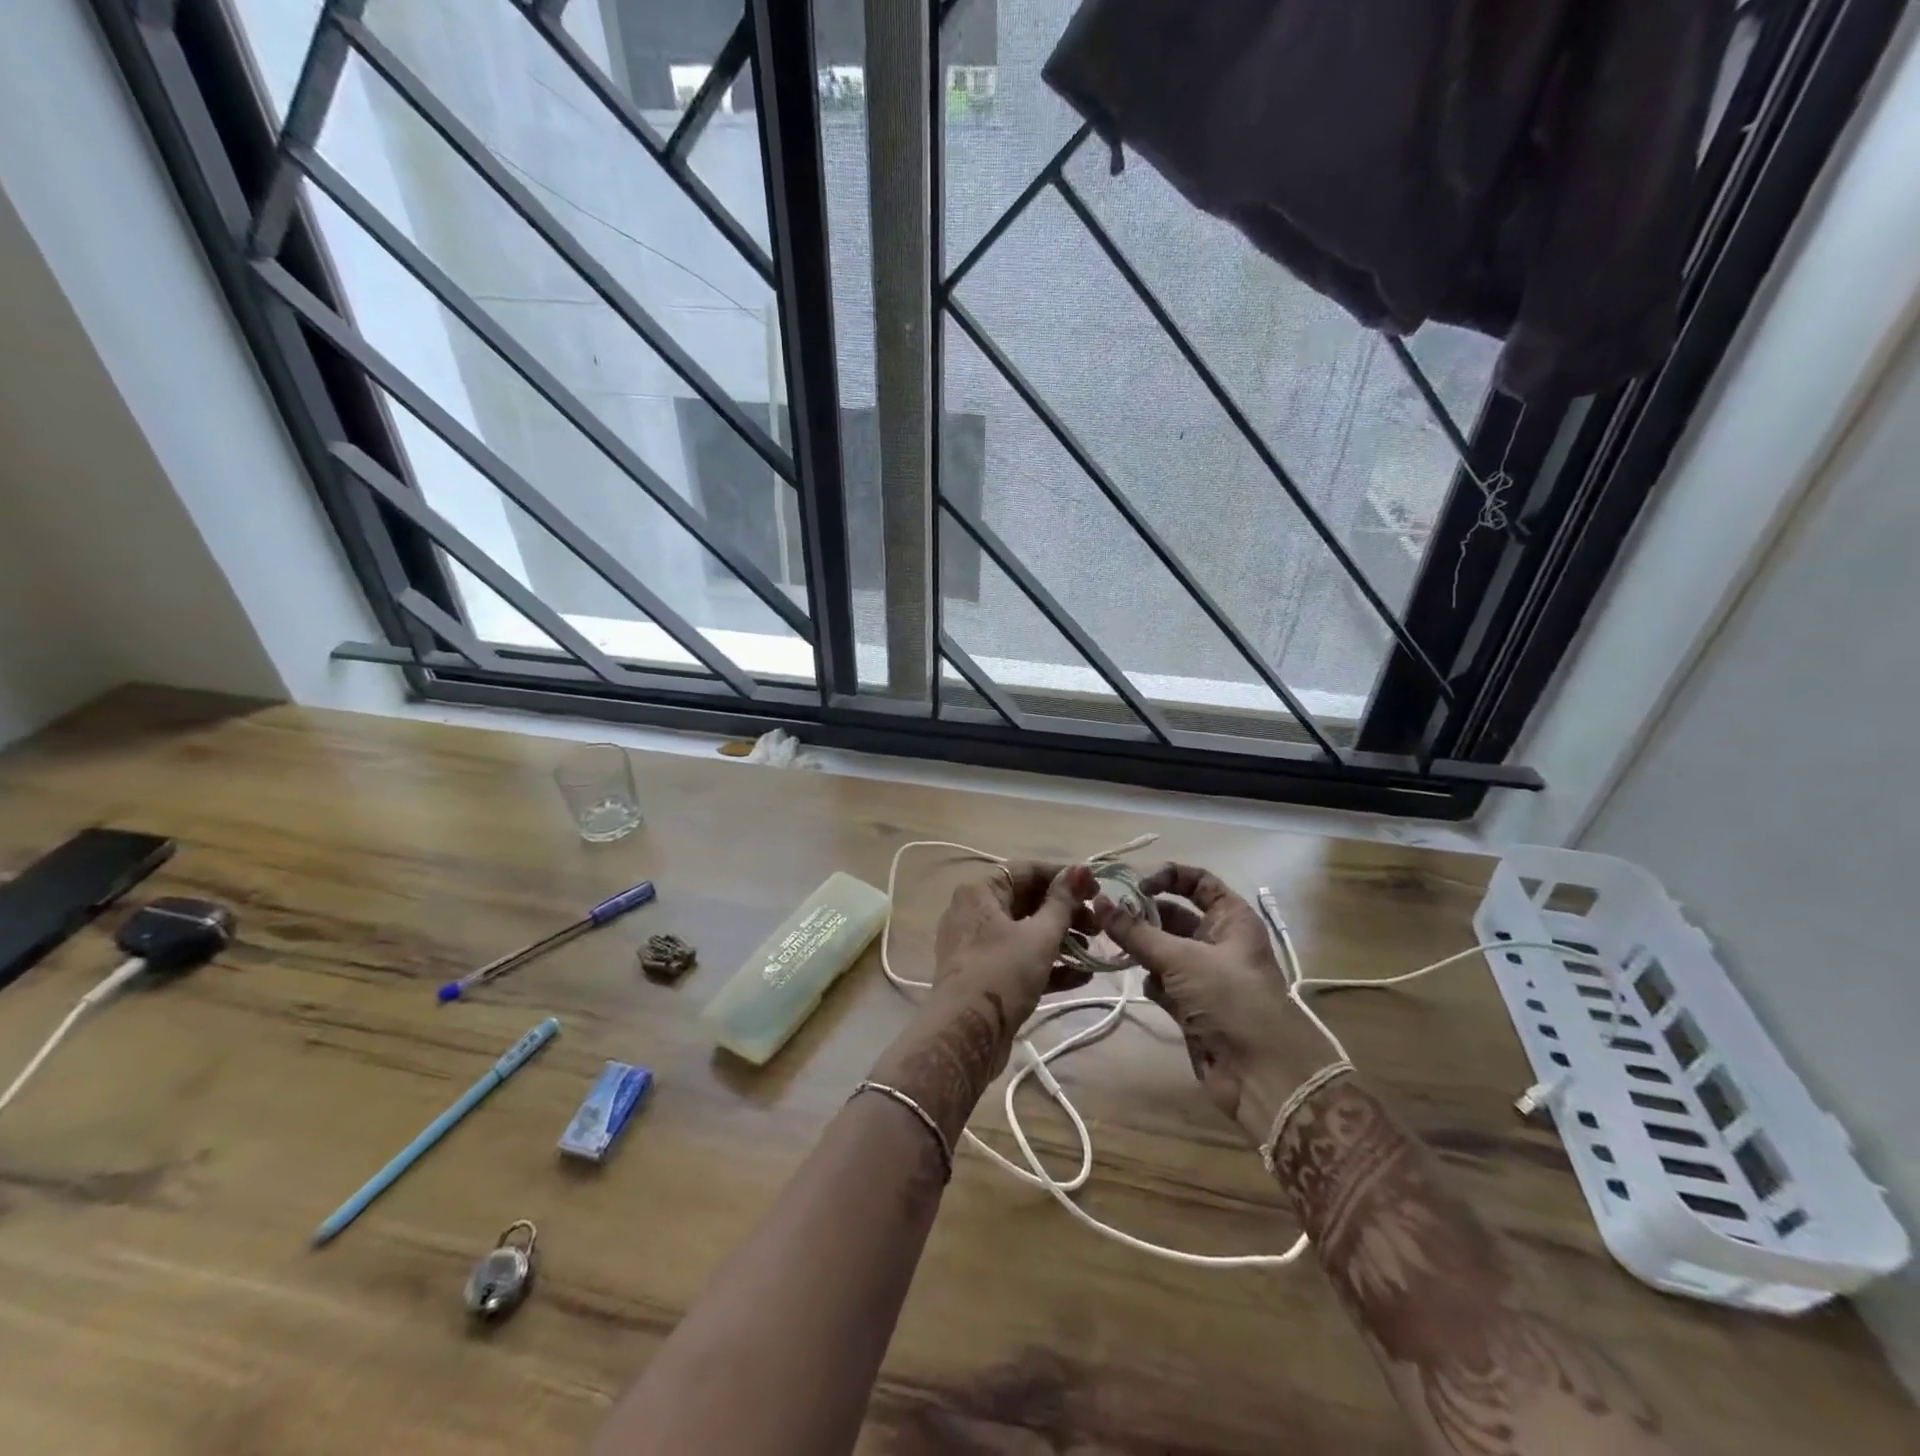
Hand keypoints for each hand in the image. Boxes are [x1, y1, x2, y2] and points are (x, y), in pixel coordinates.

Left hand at [929, 862, 1098, 1035]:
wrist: (966, 1035)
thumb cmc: (1002, 973)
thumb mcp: (1039, 935)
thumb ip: (1062, 902)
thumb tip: (1080, 870)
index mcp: (980, 892)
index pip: (1026, 871)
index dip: (1063, 876)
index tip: (1095, 888)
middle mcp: (974, 913)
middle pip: (1027, 901)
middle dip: (1065, 911)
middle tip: (1098, 924)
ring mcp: (978, 946)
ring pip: (1025, 933)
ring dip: (1061, 939)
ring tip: (1093, 950)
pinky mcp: (986, 976)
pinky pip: (1020, 960)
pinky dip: (1048, 964)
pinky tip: (1082, 977)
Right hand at [1095, 864, 1332, 1143]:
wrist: (1262, 1075)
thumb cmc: (1230, 999)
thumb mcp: (1181, 958)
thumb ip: (1136, 931)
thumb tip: (1098, 902)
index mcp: (1231, 919)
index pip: (1198, 882)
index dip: (1167, 877)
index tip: (1134, 887)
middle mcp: (1219, 941)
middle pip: (1175, 915)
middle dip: (1144, 915)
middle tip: (1107, 916)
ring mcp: (1205, 975)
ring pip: (1164, 949)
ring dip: (1141, 947)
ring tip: (1113, 946)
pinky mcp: (1193, 1006)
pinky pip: (1163, 981)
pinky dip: (1151, 980)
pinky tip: (1144, 984)